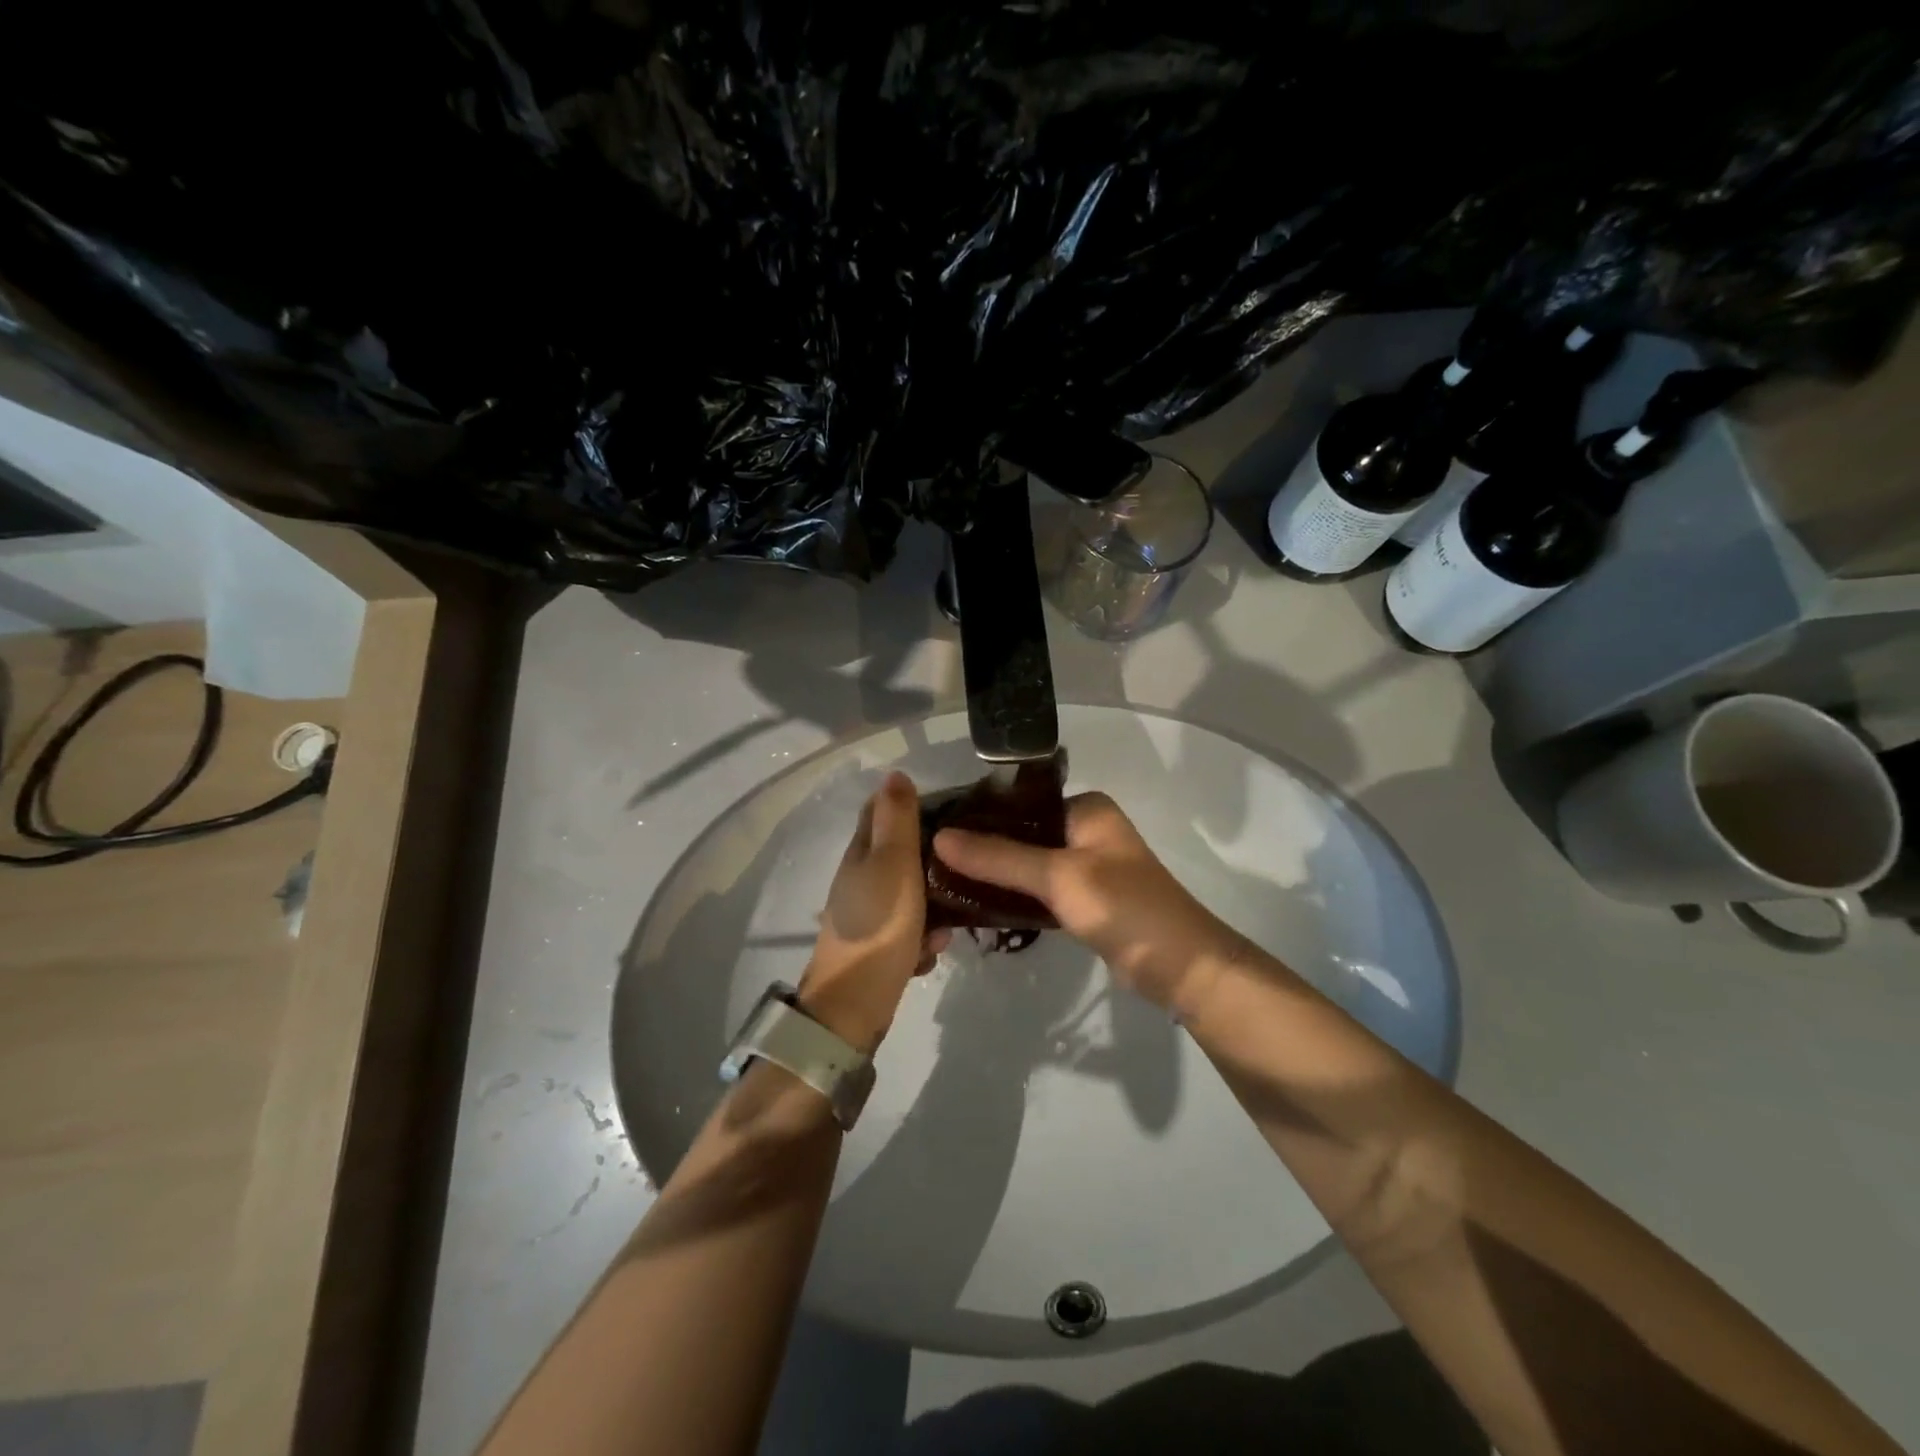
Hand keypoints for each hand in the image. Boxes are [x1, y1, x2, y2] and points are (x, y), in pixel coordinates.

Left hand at [799, 771, 949, 1053]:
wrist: (855, 1004)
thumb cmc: (879, 926)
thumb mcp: (893, 864)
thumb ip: (897, 821)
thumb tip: (895, 773)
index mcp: (860, 853)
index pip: (880, 811)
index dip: (911, 802)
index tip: (951, 805)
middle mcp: (860, 878)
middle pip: (900, 853)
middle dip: (933, 856)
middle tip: (966, 862)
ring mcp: (869, 914)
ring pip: (911, 893)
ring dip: (935, 903)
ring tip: (953, 918)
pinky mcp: (880, 945)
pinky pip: (911, 929)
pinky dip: (925, 937)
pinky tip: (934, 949)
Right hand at [933, 792, 1248, 1011]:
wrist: (1180, 966)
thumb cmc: (1123, 907)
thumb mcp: (1058, 877)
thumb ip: (998, 857)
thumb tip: (939, 837)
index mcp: (1085, 808)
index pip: (1019, 801)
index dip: (978, 815)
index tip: (933, 830)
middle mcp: (1085, 829)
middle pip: (1021, 833)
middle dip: (981, 848)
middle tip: (931, 861)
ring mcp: (1086, 866)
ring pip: (1027, 863)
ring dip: (994, 874)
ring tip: (943, 882)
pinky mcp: (1084, 900)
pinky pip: (1038, 890)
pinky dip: (1013, 896)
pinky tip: (976, 905)